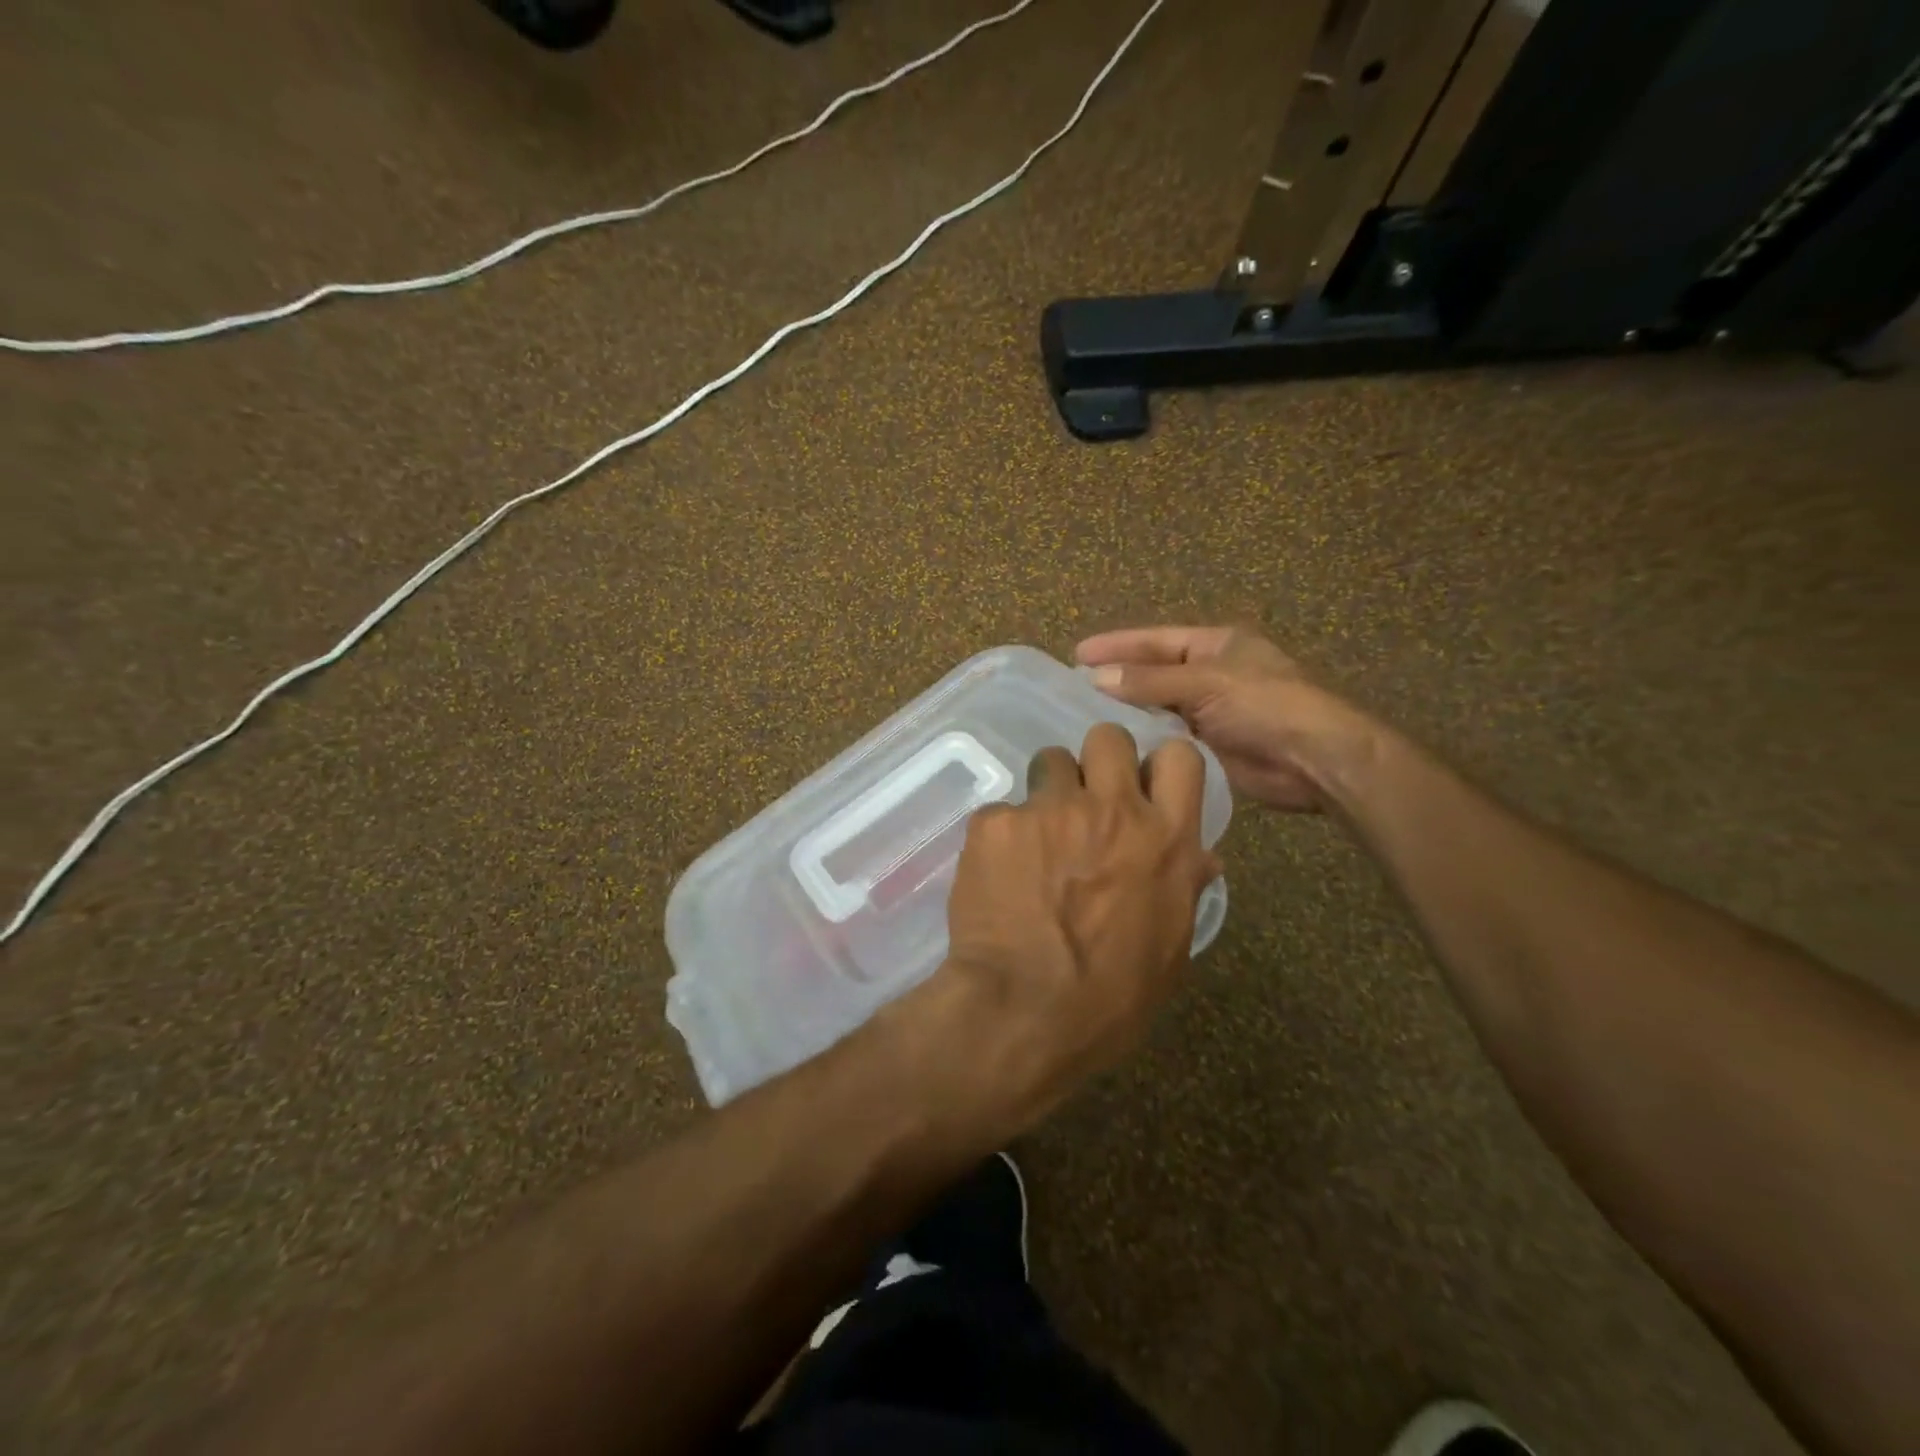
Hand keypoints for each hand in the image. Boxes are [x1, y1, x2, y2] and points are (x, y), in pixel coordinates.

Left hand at [908, 724, 1220, 1139]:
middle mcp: (1112, 810)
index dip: (1159, 765)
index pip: (1180, 756)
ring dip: (1046, 792)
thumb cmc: (1109, 998)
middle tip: (1084, 800)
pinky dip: (1002, 835)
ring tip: (1035, 837)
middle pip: (1108, 737)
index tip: (1143, 786)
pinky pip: (1002, 810)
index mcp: (1165, 840)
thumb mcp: (1169, 950)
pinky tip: (997, 874)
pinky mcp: (997, 823)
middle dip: (1097, 760)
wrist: (1023, 1012)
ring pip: (1049, 761)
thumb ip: (1183, 887)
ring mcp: (1050, 810)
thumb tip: (1204, 857)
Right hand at [1075, 625, 1377, 811]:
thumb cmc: (1266, 705)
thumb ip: (1150, 681)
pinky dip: (1143, 738)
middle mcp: (1209, 674)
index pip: (1155, 640)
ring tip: (1081, 717)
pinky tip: (1112, 745)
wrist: (1314, 760)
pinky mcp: (1208, 746)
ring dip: (1126, 711)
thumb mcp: (1206, 683)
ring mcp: (1209, 711)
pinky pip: (1167, 737)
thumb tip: (1097, 678)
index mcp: (1215, 645)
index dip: (1116, 645)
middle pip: (1153, 673)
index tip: (1077, 654)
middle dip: (1117, 679)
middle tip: (1071, 689)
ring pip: (1157, 707)